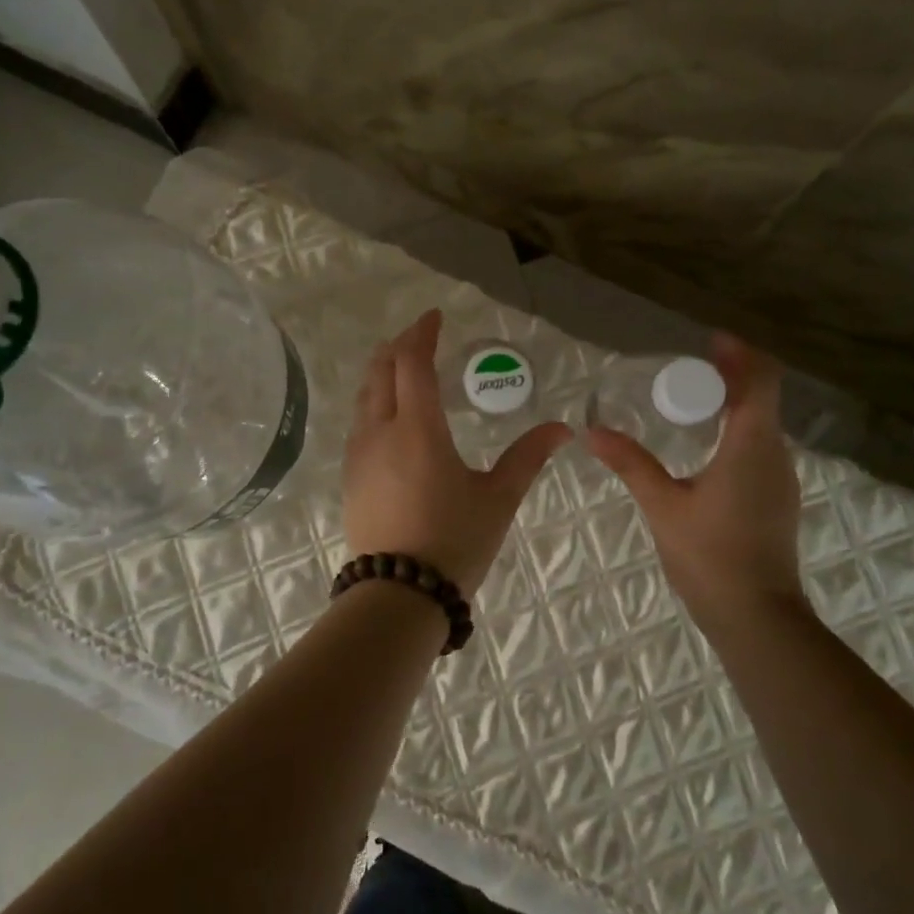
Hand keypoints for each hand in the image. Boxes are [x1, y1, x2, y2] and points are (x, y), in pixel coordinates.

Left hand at [343, 308, 571, 597]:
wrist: (397, 596)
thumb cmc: (453, 542)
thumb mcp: (497, 499)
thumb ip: (527, 457)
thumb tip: (562, 429)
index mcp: (418, 428)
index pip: (413, 362)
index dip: (422, 333)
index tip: (435, 316)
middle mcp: (380, 431)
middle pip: (381, 371)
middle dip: (399, 346)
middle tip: (419, 335)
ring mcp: (359, 455)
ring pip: (364, 396)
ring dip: (381, 372)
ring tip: (400, 365)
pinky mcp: (351, 477)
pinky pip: (359, 422)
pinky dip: (373, 401)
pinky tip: (387, 414)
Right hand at [585, 333, 806, 627]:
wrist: (757, 618)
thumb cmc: (711, 555)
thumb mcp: (663, 505)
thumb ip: (631, 463)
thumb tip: (592, 432)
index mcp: (751, 445)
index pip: (760, 381)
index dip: (739, 354)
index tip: (710, 341)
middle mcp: (775, 454)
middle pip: (761, 398)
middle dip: (729, 377)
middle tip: (686, 372)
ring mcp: (781, 478)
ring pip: (762, 424)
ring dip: (733, 405)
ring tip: (690, 403)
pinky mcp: (778, 499)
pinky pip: (760, 447)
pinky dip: (736, 431)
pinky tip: (705, 447)